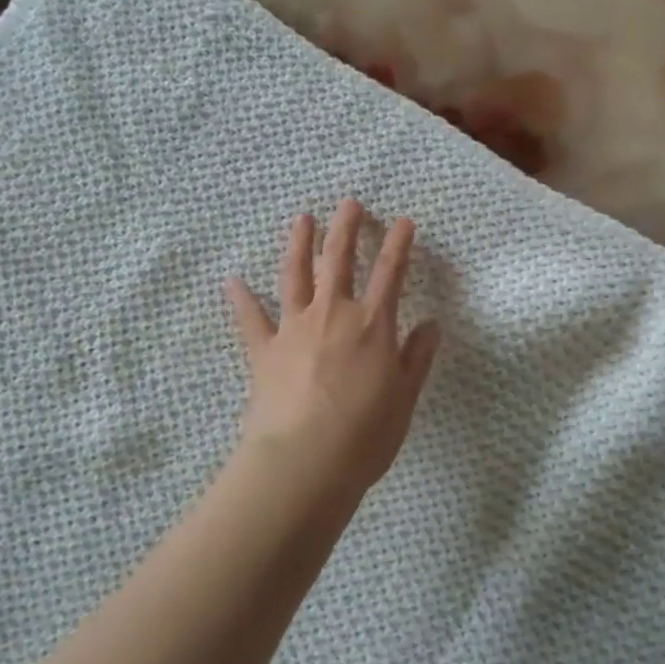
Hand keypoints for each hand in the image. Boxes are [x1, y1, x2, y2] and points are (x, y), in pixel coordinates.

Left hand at [225, 200, 440, 500]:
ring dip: (299, 244)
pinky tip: (232, 280)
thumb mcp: (404, 399)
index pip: (390, 273)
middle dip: (345, 228)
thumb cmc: (364, 435)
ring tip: (300, 219)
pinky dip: (240, 298)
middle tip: (348, 203)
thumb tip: (431, 325)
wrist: (304, 460)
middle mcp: (332, 315)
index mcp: (372, 325)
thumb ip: (417, 359)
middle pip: (338, 260)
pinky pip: (250, 318)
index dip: (398, 244)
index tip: (403, 221)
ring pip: (295, 275)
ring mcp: (294, 328)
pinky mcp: (263, 350)